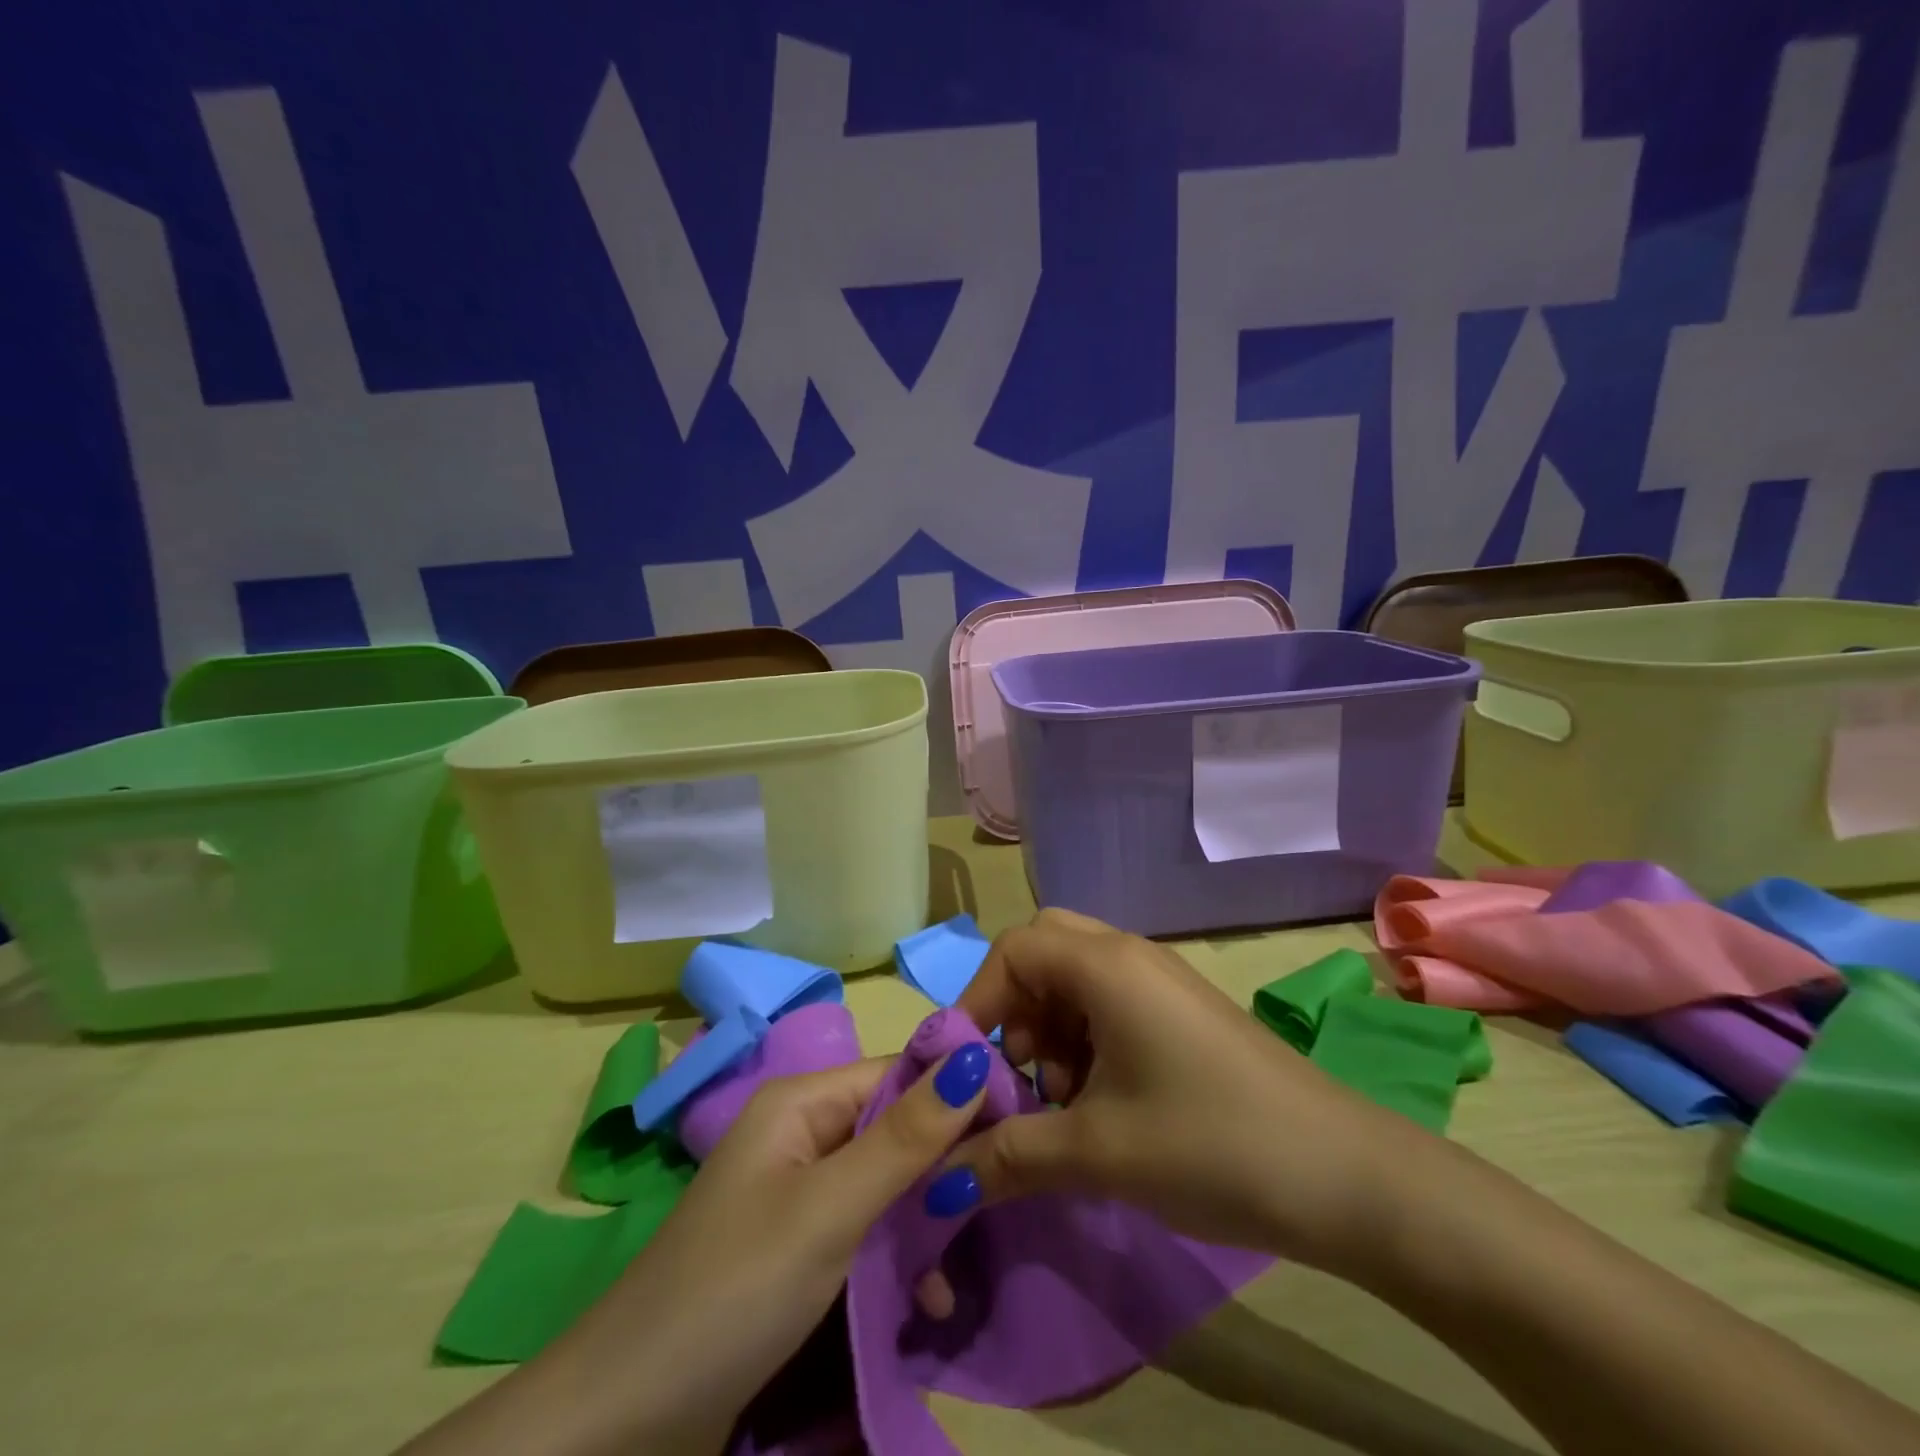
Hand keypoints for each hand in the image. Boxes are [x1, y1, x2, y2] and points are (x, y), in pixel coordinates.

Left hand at [608, 1046, 994, 1451]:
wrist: (626, 1422)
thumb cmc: (737, 1289)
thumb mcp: (831, 1209)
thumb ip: (907, 1136)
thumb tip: (975, 1056)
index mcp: (802, 1103)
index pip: (899, 1073)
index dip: (957, 1091)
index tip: (1019, 1123)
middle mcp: (802, 1135)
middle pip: (895, 1128)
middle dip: (943, 1168)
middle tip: (998, 1203)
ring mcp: (799, 1195)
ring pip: (887, 1185)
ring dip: (925, 1223)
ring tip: (955, 1274)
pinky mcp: (798, 1251)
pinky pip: (866, 1232)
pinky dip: (899, 1259)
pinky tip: (926, 1301)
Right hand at [947, 908, 1427, 1276]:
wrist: (1344, 1176)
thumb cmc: (1209, 1143)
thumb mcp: (1097, 1152)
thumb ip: (1009, 1156)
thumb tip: (940, 1179)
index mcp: (1106, 965)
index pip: (1013, 950)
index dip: (977, 1000)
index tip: (965, 1066)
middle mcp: (1130, 956)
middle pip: (1044, 951)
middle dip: (1015, 1007)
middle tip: (1020, 1070)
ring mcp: (1161, 982)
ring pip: (1076, 979)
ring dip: (1050, 1029)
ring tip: (1062, 1100)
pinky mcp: (1182, 1013)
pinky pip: (1110, 1003)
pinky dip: (1085, 1040)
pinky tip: (1101, 1102)